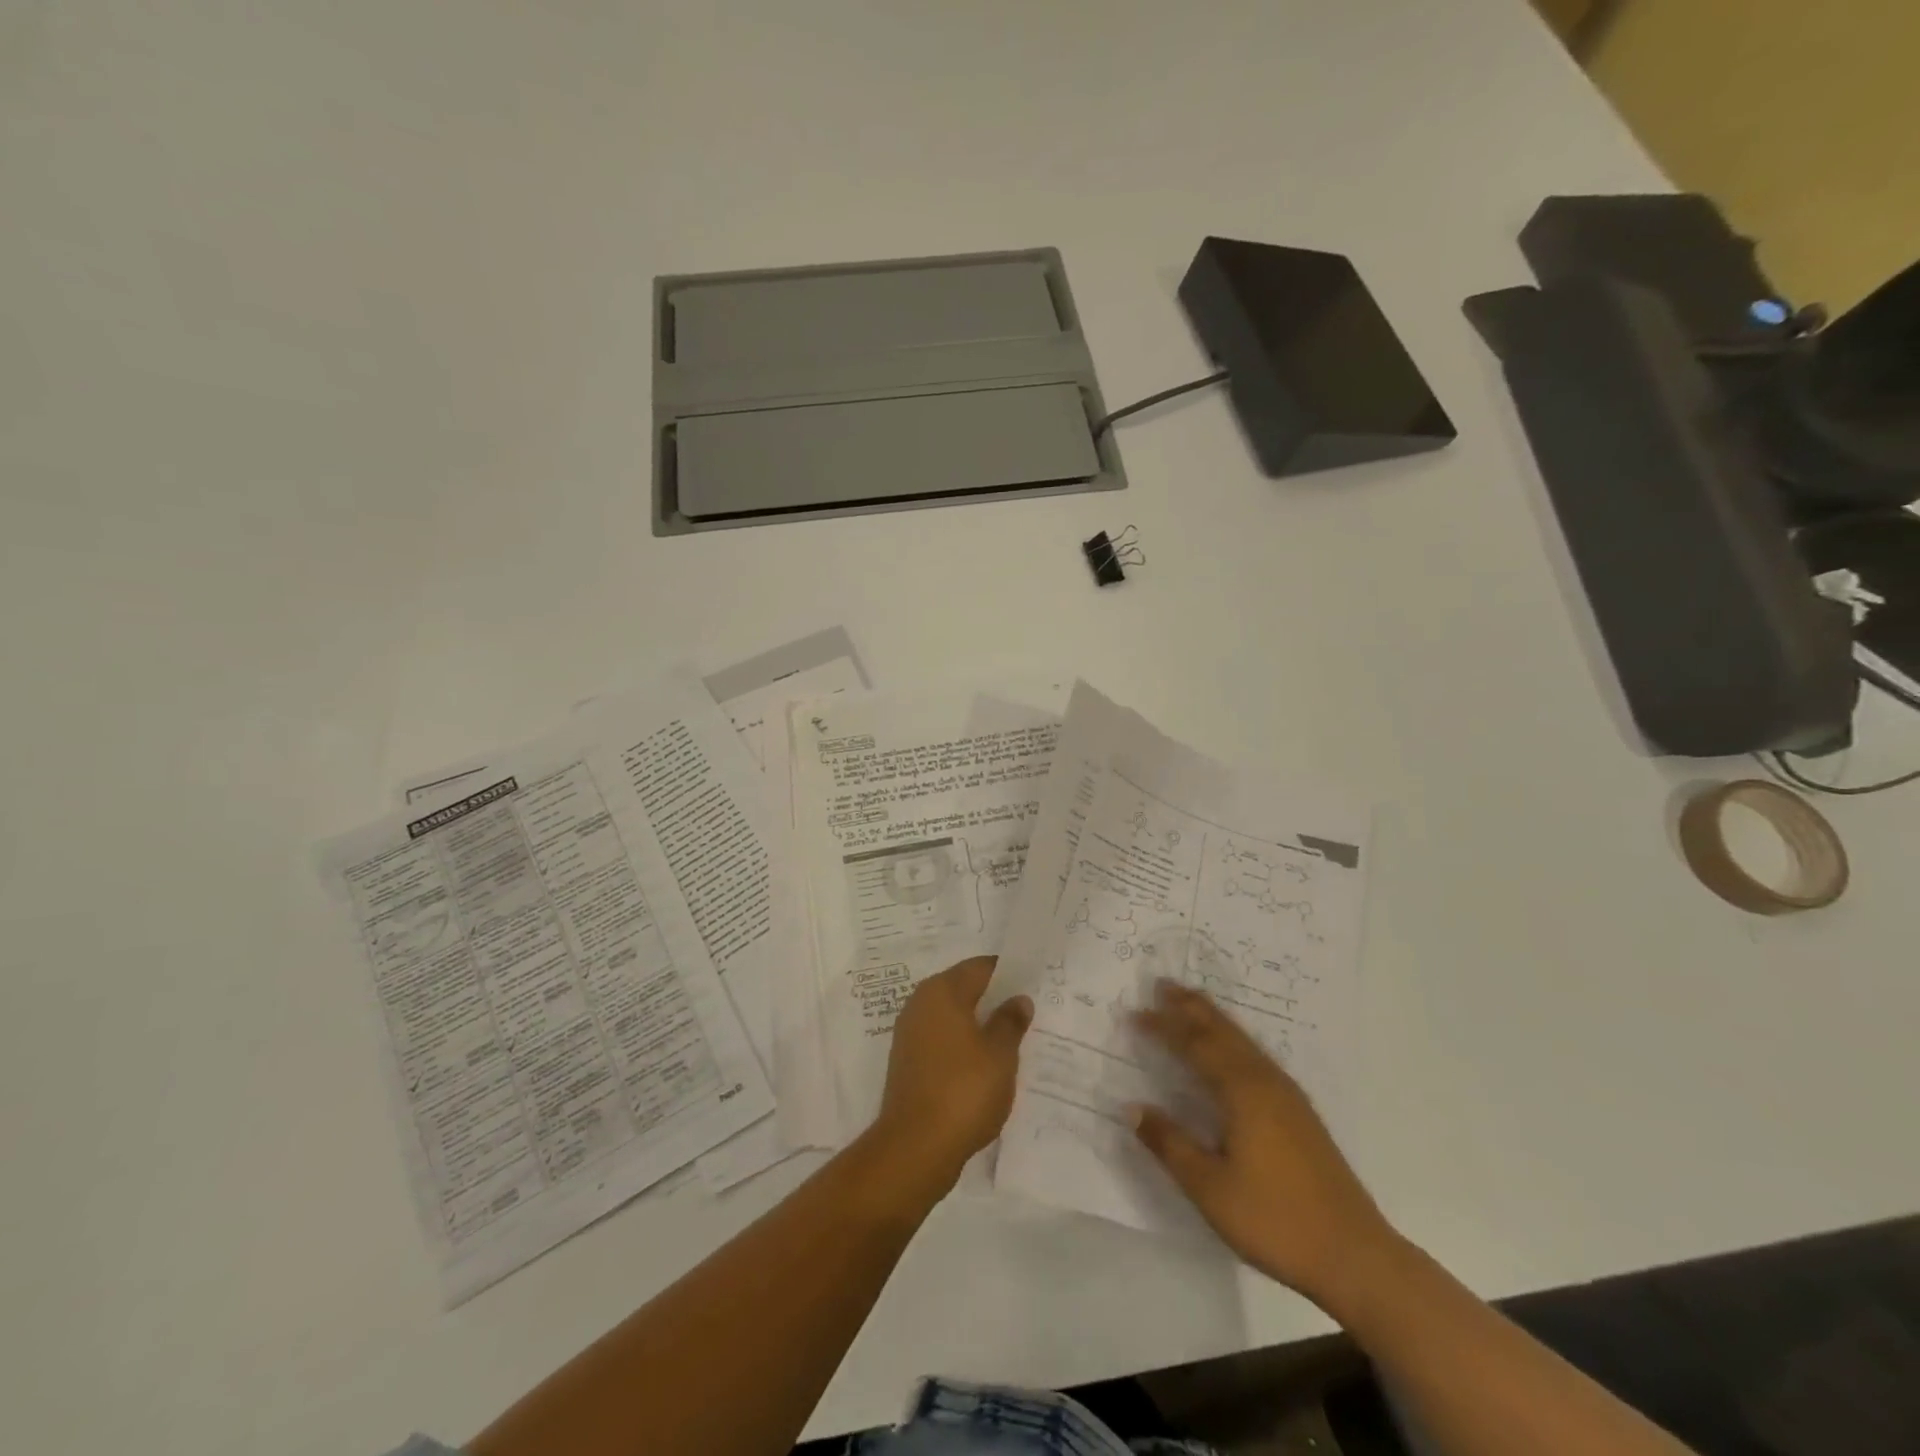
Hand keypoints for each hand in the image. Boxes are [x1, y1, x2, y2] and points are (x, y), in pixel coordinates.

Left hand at [870, 956, 1032, 1196]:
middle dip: (994, 998)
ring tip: (1011, 1039)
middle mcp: (921, 1003)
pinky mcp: (908, 1062)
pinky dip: (963, 1045)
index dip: (1008, 973)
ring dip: (978, 1024)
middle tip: (1027, 1010)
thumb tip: (1018, 998)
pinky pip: (942, 1040)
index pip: (980, 967)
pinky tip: (985, 1064)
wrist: (915, 1147)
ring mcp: (910, 1033)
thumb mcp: (1001, 1054)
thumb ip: (1011, 1021)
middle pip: (964, 989)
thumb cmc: (964, 1090)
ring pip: (952, 1016)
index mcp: (942, 991)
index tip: (1033, 983)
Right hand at [1132, 980, 1398, 1307]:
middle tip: (1163, 984)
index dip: (1164, 1027)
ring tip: (1192, 1003)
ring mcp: (1288, 1096)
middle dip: (1191, 1007)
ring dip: (1214, 1019)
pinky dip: (1234, 1040)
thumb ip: (1169, 1143)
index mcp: (1242, 1092)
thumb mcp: (1209, 1187)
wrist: (1355, 1256)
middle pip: (1223, 1032)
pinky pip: (1256, 1057)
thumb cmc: (1275, 1219)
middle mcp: (1265, 1082)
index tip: (1135, 1013)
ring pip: (1243, 1042)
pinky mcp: (1300, 1114)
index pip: (1194, 1045)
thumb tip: (1132, 1107)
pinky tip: (1233, 1052)